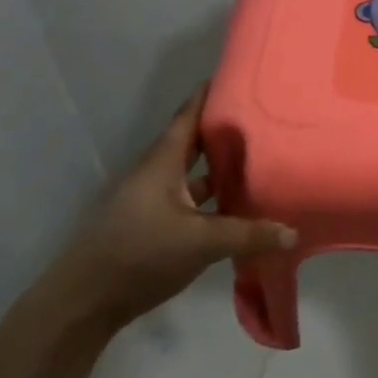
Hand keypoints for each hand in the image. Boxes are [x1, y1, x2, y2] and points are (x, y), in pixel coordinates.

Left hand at [51, 86, 296, 329]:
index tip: (238, 75)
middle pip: (194, 142)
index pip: (189, 114)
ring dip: (219, 167)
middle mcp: (157, 173)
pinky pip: (189, 199)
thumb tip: (293, 231)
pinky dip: (212, 198)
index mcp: (163, 162)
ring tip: (257, 158)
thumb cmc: (140, 253)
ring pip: (193, 173)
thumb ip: (247, 234)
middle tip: (261, 117)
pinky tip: (236, 207)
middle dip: (223, 129)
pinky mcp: (152, 225)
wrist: (84, 301)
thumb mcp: (201, 242)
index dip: (210, 93)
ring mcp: (153, 200)